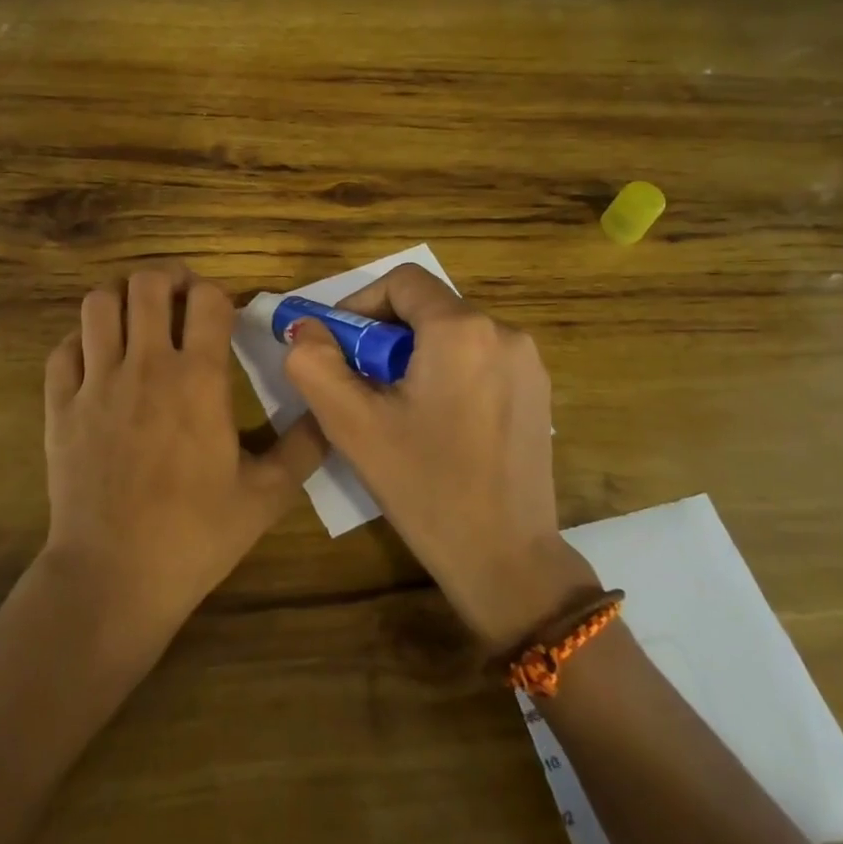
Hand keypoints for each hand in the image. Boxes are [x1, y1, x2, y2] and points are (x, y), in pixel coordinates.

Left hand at [43, 264, 326, 630]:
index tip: (222, 315)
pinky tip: (99, 358)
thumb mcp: (265, 497)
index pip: (208, 299)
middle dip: (169, 280)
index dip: (218, 294)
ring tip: (138, 318)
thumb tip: (328, 414)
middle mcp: (145, 366)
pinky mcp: (60, 405)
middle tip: (180, 300)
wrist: (114, 577)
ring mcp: (96, 383)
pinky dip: (82, 340)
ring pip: (99, 304)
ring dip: (122, 299)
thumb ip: (304, 449)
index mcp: (198, 380)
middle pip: (148, 284)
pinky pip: (64, 347)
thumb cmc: (195, 536)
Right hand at [280, 266, 597, 649]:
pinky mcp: (537, 393)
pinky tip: (436, 424)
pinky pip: (479, 359)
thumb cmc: (426, 488)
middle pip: (427, 307)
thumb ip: (315, 364)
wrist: (508, 562)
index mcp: (462, 330)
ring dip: (413, 356)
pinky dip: (446, 373)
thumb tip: (305, 329)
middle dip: (383, 336)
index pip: (401, 281)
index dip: (360, 305)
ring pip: (452, 334)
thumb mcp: (353, 425)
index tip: (338, 347)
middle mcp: (504, 332)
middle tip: (360, 385)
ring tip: (395, 409)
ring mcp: (528, 363)